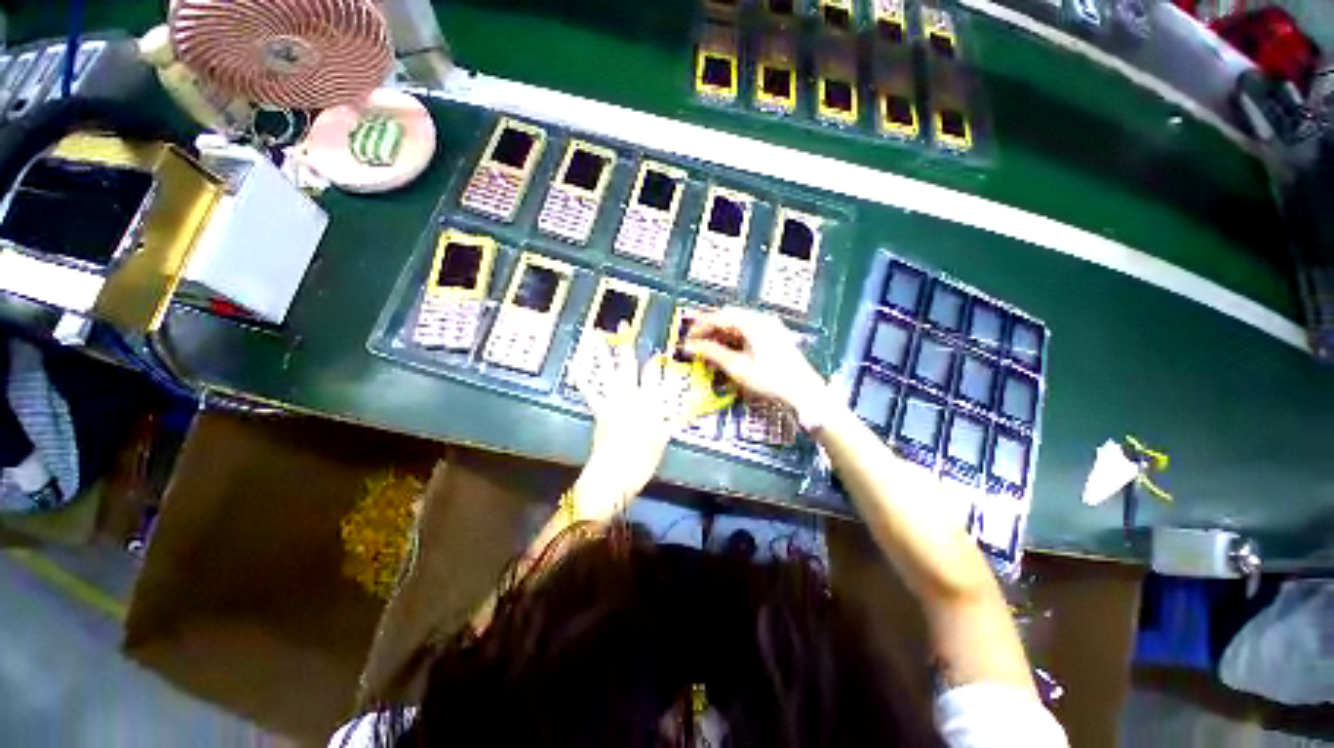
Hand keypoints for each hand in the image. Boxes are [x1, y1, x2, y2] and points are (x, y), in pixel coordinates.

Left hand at [568, 331, 691, 520]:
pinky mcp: (599, 410)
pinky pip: (591, 392)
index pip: (655, 374)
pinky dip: (583, 379)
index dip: (656, 359)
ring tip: (594, 336)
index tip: (657, 347)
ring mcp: (613, 401)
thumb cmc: (643, 460)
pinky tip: (576, 367)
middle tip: (623, 324)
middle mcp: (632, 396)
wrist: (616, 474)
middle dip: (627, 345)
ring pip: (608, 372)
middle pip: (630, 365)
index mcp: (651, 402)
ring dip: (601, 354)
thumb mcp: (663, 440)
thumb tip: (681, 412)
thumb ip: (670, 422)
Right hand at [682, 307, 827, 415]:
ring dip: (721, 335)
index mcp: (753, 323)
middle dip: (710, 329)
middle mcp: (762, 319)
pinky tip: (726, 351)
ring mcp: (770, 327)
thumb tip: (692, 346)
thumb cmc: (771, 379)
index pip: (720, 316)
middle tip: (696, 343)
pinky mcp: (773, 336)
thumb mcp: (738, 367)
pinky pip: (747, 331)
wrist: (803, 391)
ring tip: (708, 350)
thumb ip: (712, 353)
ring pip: (737, 324)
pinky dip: (734, 339)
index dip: (701, 326)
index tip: (688, 338)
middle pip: (729, 317)